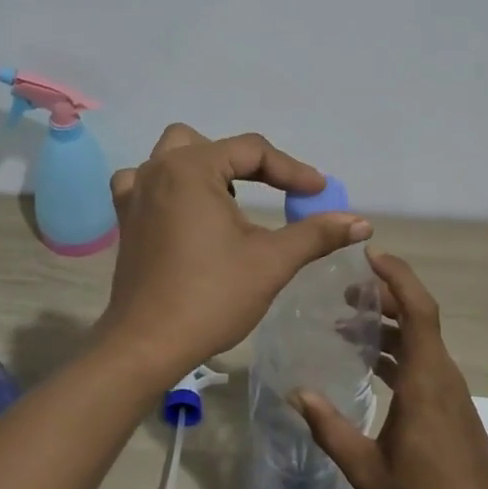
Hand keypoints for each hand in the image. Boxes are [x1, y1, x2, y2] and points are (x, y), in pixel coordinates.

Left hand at [99, 124, 371, 374]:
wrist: (147, 344)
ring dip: (206, 169)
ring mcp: (135, 193)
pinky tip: (186, 212)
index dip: (291, 170)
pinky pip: (146, 183)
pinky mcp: (126, 219)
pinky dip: (170, 187)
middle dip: (244, 163)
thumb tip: (362, 222)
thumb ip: (316, 233)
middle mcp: (157, 170)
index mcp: (191, 169)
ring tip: (230, 202)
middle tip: (273, 191)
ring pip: (173, 157)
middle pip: (208, 144)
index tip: (319, 193)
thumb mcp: (271, 261)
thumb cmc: (211, 296)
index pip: (251, 151)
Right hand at [294, 250, 487, 488]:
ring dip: (388, 324)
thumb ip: (330, 429)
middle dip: (383, 295)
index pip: (418, 308)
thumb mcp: (368, 470)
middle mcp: (442, 375)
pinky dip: (396, 349)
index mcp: (426, 379)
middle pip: (417, 316)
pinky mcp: (451, 407)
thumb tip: (297, 393)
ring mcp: (450, 391)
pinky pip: (423, 360)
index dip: (397, 276)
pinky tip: (370, 364)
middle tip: (344, 291)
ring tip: (348, 322)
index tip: (370, 255)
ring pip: (420, 339)